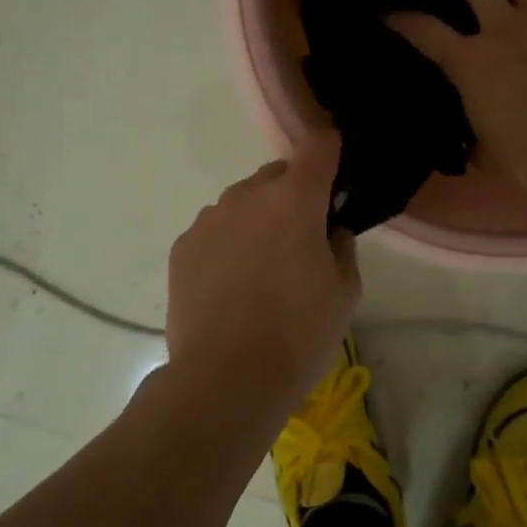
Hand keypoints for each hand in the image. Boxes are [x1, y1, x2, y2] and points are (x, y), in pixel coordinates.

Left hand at [164, 133, 360, 417]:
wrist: (225, 379)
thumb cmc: (298, 335)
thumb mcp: (344, 291)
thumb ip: (340, 244)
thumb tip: (328, 228)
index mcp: (294, 199)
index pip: (317, 146)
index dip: (330, 150)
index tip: (335, 170)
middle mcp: (247, 196)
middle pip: (277, 176)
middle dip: (293, 196)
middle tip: (301, 242)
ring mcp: (208, 219)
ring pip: (243, 203)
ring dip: (257, 220)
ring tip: (260, 272)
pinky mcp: (182, 246)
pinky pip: (215, 230)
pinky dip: (227, 244)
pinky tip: (230, 286)